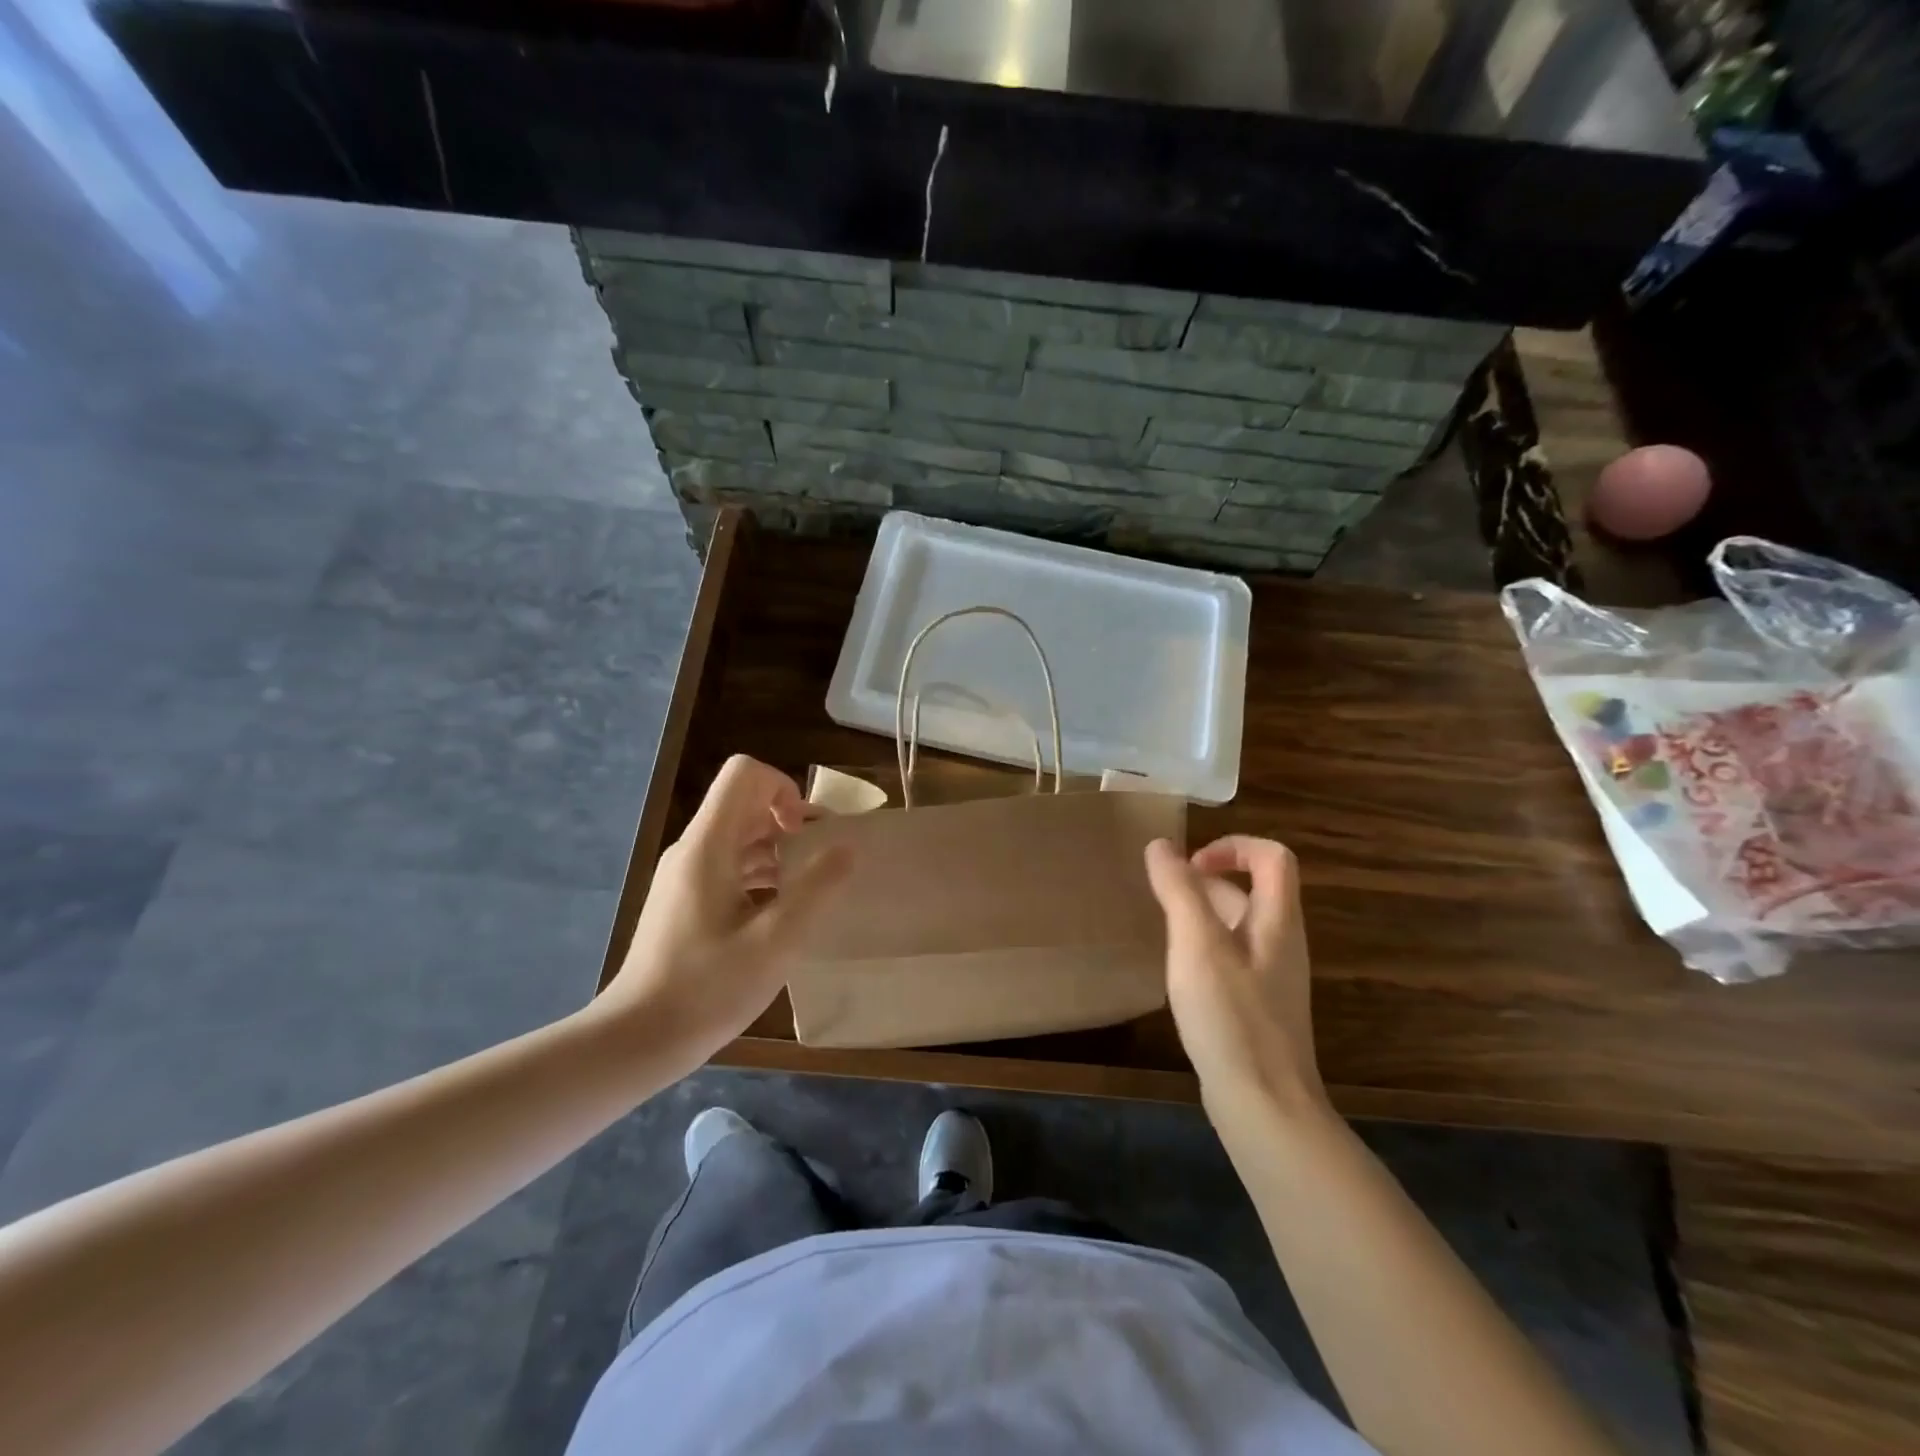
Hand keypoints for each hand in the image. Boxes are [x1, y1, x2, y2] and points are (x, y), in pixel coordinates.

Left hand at [601, 756, 850, 1069]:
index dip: (784, 788)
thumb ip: (817, 888)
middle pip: (745, 802)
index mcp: (709, 845)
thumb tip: (847, 846)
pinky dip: (760, 875)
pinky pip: (729, 865)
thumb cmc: (709, 988)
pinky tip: (779, 915)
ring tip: (805, 892)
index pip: (745, 773)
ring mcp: (685, 875)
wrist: (639, 1037)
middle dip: (789, 821)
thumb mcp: (777, 940)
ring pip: (739, 836)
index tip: (805, 834)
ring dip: (778, 851)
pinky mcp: (684, 900)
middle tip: (819, 864)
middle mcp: (693, 849)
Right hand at [1144, 836, 1327, 1120]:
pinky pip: (1229, 959)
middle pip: (1252, 890)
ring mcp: (1270, 978)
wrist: (1264, 1106)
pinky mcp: (1255, 1008)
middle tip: (1162, 893)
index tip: (1189, 864)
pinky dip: (1202, 948)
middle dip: (1206, 881)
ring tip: (1161, 927)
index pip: (1273, 858)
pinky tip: (1175, 970)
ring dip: (1200, 914)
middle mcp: (1280, 943)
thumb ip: (1179, 890)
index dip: (1233, 846)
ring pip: (1236, 926)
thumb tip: (1160, 846)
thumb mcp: (1197, 944)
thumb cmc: (1231, 1016)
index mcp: (1277, 921)